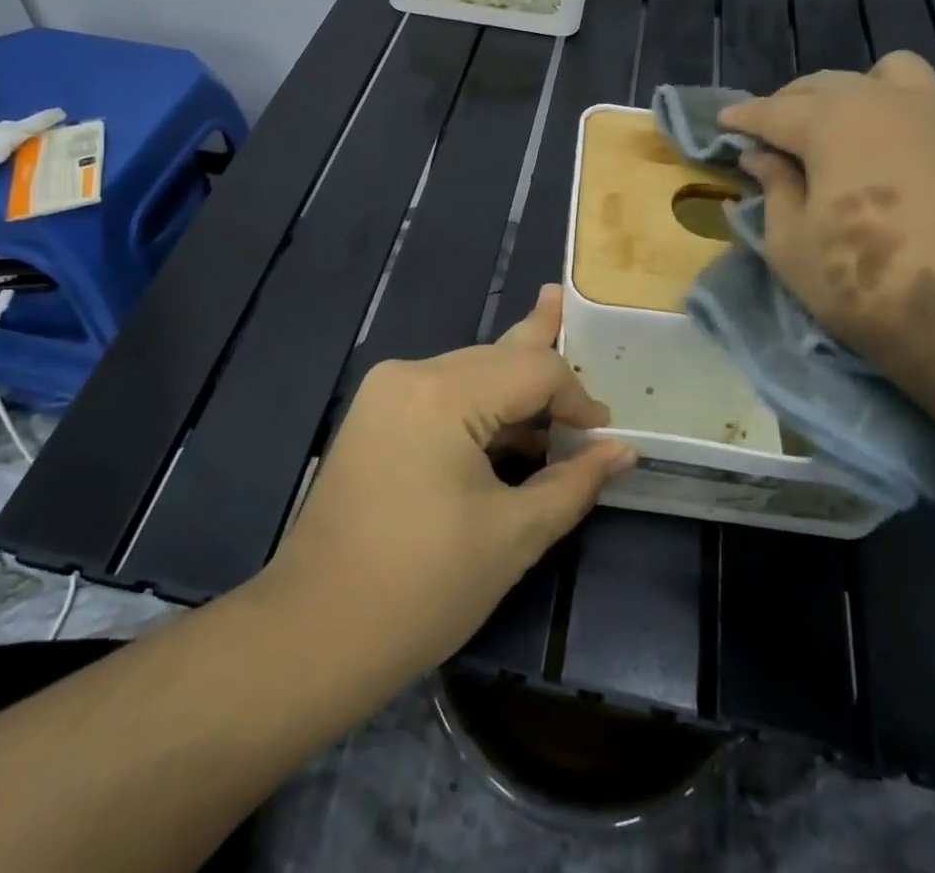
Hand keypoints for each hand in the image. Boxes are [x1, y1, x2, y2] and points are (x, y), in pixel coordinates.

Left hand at [262, 285, 633, 680]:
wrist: (312, 635)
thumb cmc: (422, 589)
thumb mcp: (512, 536)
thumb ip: (573, 482)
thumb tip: (622, 451)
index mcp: (442, 394)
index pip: (532, 369)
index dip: (576, 397)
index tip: (602, 433)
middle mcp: (410, 375)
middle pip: (495, 357)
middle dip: (538, 355)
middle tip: (561, 298)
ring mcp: (385, 394)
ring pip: (468, 374)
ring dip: (510, 382)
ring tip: (545, 331)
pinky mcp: (374, 419)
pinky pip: (442, 396)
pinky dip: (480, 406)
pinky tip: (509, 413)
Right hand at [718, 53, 934, 427]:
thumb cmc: (862, 282)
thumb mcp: (790, 243)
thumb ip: (773, 188)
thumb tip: (762, 157)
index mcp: (831, 121)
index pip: (773, 110)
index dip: (742, 119)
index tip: (721, 125)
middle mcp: (878, 101)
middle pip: (820, 86)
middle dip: (785, 104)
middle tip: (765, 139)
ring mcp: (927, 115)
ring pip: (873, 76)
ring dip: (838, 95)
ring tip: (821, 133)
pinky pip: (911, 96)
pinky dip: (881, 103)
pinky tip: (867, 146)